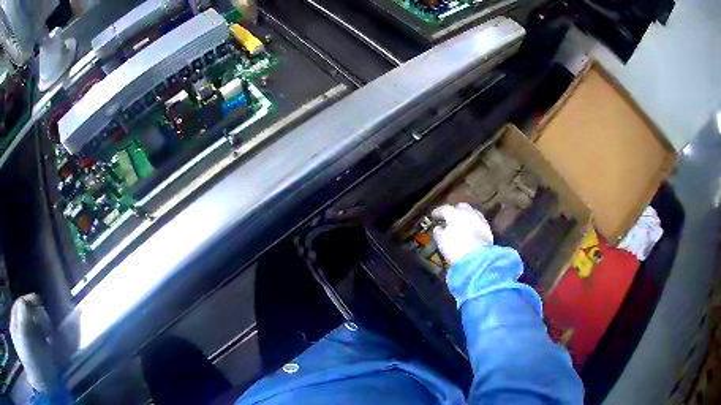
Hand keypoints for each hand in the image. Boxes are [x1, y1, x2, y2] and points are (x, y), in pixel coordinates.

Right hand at [431, 203, 493, 264]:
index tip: (434, 216)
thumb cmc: (456, 248)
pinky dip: (473, 224)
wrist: (478, 258)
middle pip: (460, 207)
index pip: (444, 209)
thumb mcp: (441, 241)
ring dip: (466, 217)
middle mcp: (468, 212)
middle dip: (455, 211)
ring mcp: (479, 219)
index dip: (438, 212)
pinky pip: (478, 222)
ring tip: (462, 225)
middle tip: (450, 219)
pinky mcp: (488, 228)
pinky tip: (471, 231)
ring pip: (471, 213)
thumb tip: (438, 228)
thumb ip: (438, 232)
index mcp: (454, 214)